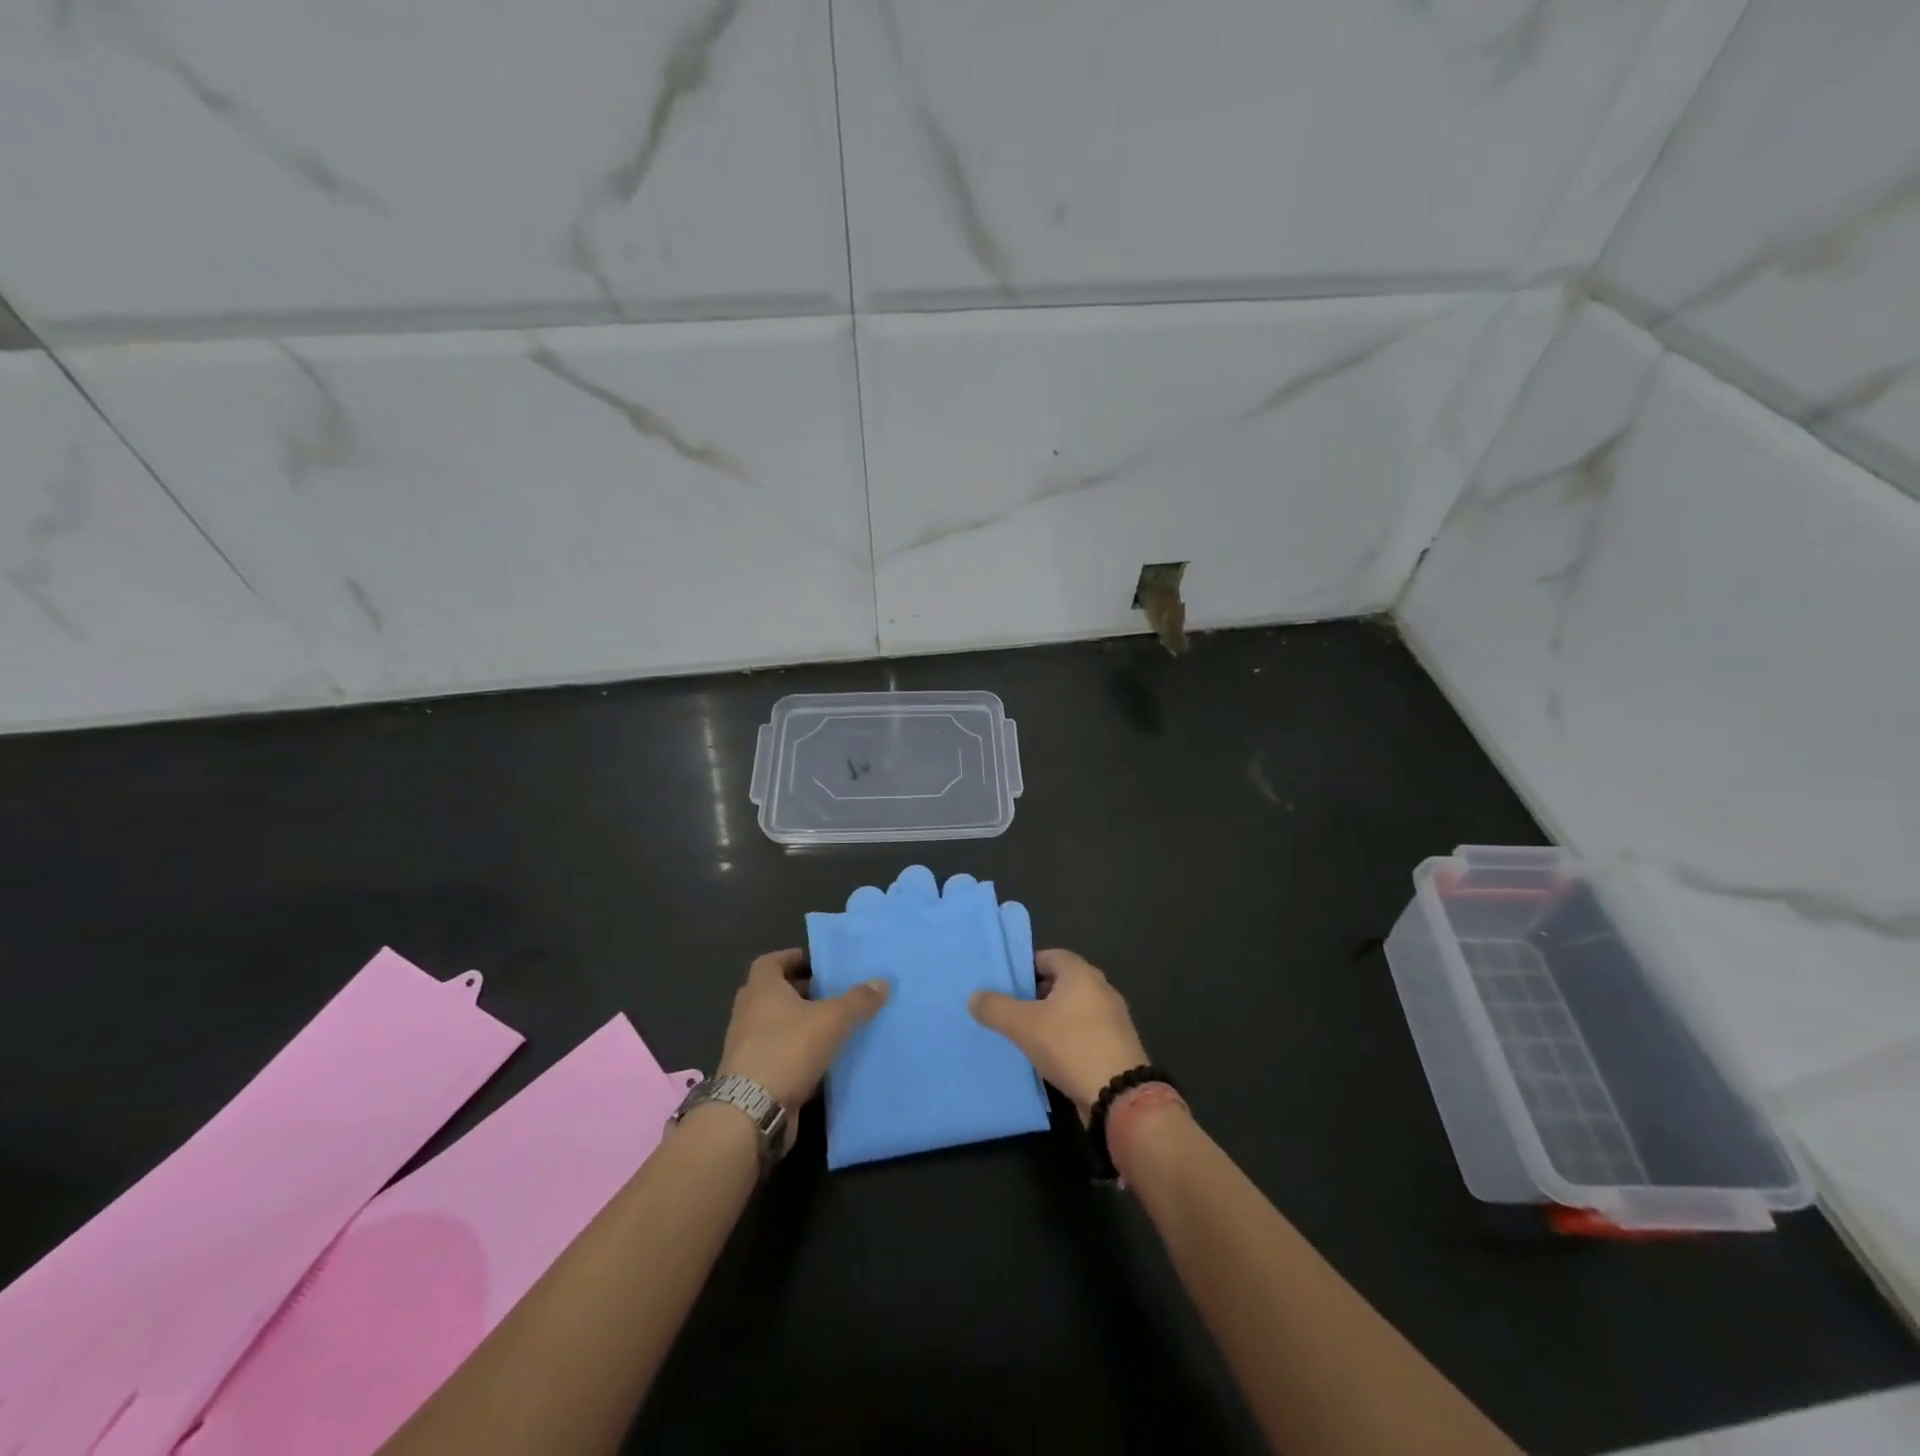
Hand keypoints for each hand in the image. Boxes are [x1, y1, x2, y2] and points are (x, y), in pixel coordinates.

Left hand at [717, 949, 889, 1119]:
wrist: (751, 1112)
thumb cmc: (787, 1049)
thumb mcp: (831, 1020)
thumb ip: (857, 1000)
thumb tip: (882, 982)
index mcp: (761, 989)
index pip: (771, 961)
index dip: (793, 958)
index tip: (818, 964)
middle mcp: (748, 1012)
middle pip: (774, 993)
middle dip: (801, 991)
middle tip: (831, 993)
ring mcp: (746, 1045)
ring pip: (775, 1025)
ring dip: (799, 1023)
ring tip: (832, 1026)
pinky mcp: (751, 1075)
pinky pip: (776, 1053)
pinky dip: (795, 1052)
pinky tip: (821, 1059)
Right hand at [969, 949, 1148, 1120]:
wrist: (1120, 1096)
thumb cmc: (1071, 1046)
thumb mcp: (1024, 1026)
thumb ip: (996, 1008)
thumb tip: (974, 997)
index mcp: (1081, 973)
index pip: (1048, 956)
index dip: (1025, 968)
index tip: (1005, 985)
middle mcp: (1101, 988)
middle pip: (1061, 982)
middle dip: (1036, 994)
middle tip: (1011, 1011)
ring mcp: (1113, 1018)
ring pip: (1074, 1009)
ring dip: (1052, 1019)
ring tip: (1026, 1036)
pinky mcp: (1117, 1045)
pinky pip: (1085, 1032)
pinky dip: (1068, 1038)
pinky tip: (1051, 1057)